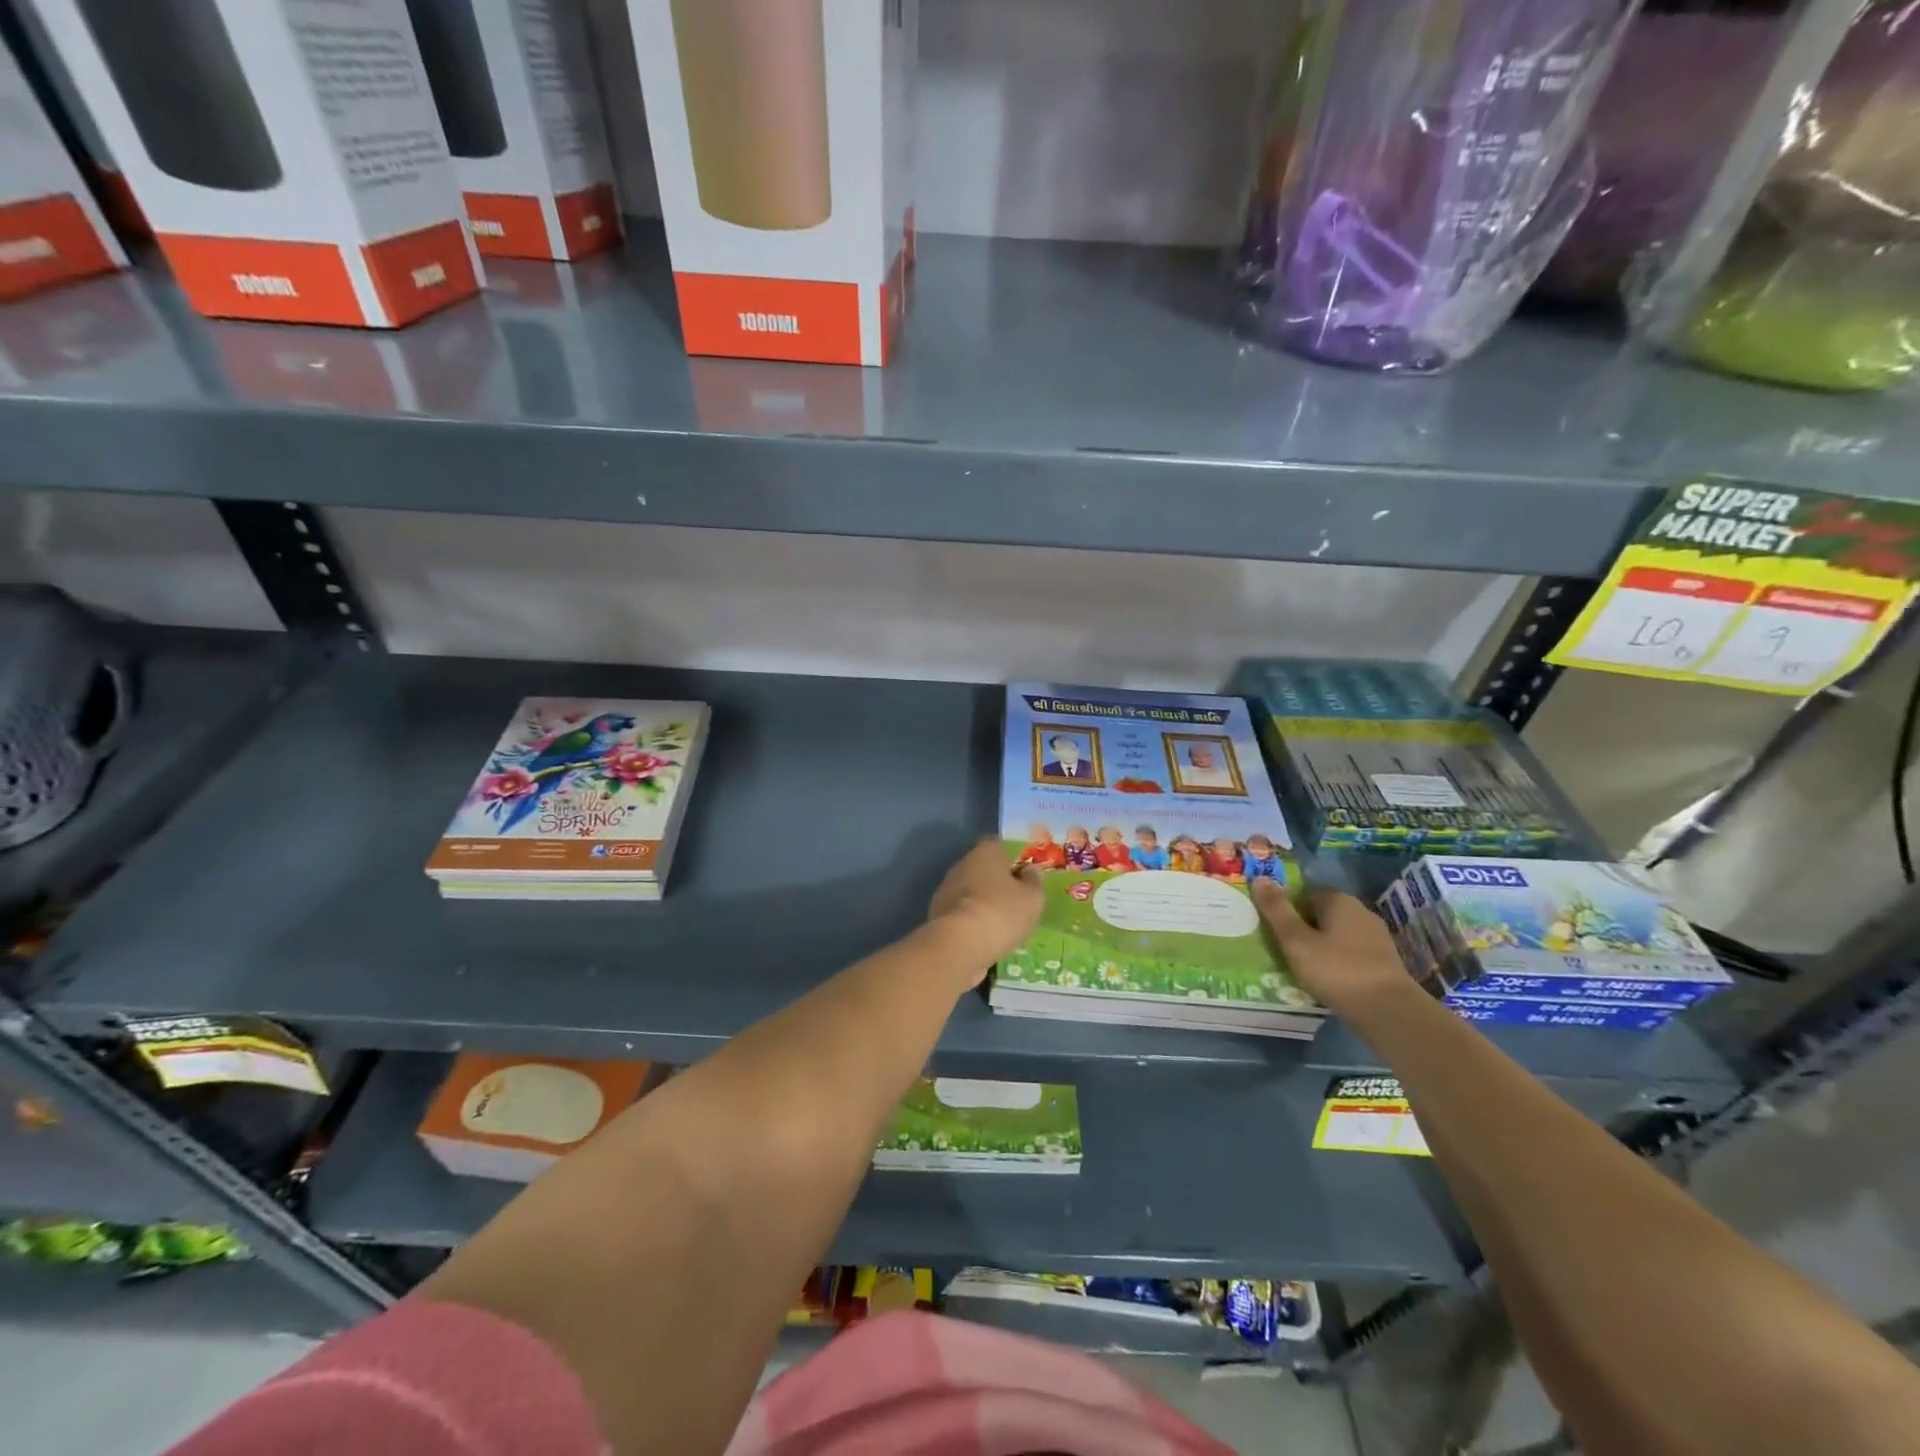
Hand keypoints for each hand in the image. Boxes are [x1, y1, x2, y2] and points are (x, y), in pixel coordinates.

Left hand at [927, 839, 1044, 987]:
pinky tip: (983, 936)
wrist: (958, 944)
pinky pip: (961, 911)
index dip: (1013, 859)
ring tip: (1001, 923)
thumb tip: (1028, 871)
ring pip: (971, 891)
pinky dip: (971, 920)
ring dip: (983, 902)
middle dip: (997, 882)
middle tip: (1015, 901)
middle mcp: (962, 863)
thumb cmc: (1001, 912)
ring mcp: (946, 888)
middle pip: (983, 867)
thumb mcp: (1032, 898)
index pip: (999, 845)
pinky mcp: (937, 913)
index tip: (1024, 876)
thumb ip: (1033, 881)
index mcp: (986, 851)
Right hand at [1251, 880, 1422, 1020]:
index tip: (1274, 932)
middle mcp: (1360, 911)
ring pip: (1337, 935)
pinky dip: (1338, 961)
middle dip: (1303, 928)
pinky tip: (1329, 979)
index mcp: (1338, 900)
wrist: (1390, 1011)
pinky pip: (1352, 953)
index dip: (1286, 911)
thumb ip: (1276, 910)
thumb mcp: (1296, 941)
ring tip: (1304, 968)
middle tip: (1285, 951)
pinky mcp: (1385, 961)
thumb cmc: (1336, 970)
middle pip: (1322, 914)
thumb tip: (1259, 878)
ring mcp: (1376, 937)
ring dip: (1321, 946)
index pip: (1304, 894)